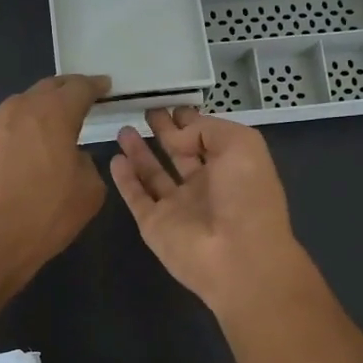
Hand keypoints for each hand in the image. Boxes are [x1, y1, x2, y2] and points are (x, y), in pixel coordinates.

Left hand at [0, 75, 110, 290]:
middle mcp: (15, 109)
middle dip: (60, 96)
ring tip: (26, 150)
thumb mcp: (89, 193)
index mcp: (53, 115)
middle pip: (42, 91)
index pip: (79, 87)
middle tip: (70, 106)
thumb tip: (71, 155)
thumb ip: (86, 162)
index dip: (94, 85)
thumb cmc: (44, 217)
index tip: (103, 86)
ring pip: (9, 115)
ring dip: (23, 125)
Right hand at [109, 108, 310, 317]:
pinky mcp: (154, 224)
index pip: (207, 138)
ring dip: (140, 152)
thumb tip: (175, 136)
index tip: (173, 104)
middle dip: (164, 132)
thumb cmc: (247, 197)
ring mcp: (178, 207)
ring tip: (124, 129)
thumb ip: (206, 130)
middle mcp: (205, 186)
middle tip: (146, 111)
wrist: (238, 257)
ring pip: (154, 174)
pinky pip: (136, 197)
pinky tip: (115, 159)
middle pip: (180, 153)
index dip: (191, 121)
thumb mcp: (241, 145)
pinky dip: (124, 179)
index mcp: (231, 167)